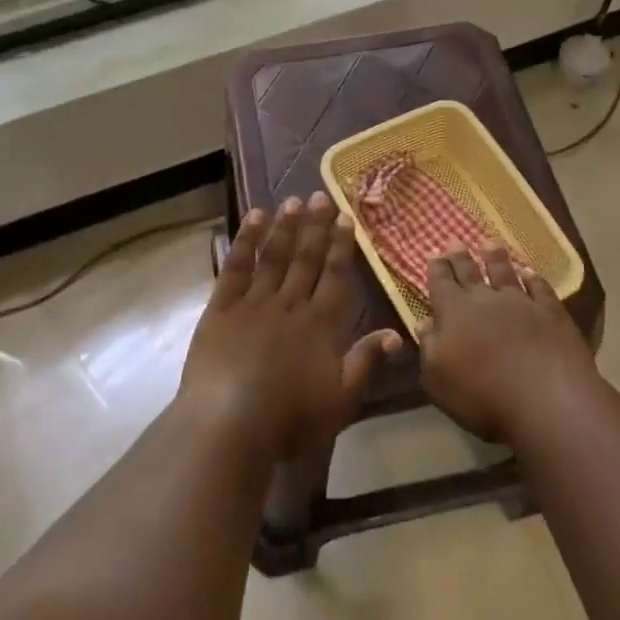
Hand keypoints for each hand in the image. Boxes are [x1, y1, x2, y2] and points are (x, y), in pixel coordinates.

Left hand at [180, 194, 401, 462]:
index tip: (346, 217)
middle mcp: (291, 304)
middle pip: (307, 258)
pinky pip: (237, 266)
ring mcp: (254, 302)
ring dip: (285, 226)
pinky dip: (246, 240)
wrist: (230, 424)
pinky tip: (253, 218)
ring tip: (293, 201)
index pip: (336, 275)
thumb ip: (366, 361)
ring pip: (275, 256)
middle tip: (321, 195)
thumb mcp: (340, 400)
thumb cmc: (290, 419)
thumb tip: (397, 334)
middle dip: (316, 226)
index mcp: (321, 324)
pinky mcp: (222, 307)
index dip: (342, 245)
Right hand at [418, 246, 597, 442]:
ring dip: (496, 258)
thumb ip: (429, 347)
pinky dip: (533, 278)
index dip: (436, 268)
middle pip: (470, 272)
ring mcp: (521, 303)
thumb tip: (423, 322)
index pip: (440, 282)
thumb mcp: (438, 379)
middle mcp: (485, 299)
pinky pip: (539, 288)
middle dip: (460, 256)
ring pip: (505, 273)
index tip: (433, 255)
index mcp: (454, 312)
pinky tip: (530, 273)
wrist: (546, 400)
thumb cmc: (482, 396)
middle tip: (455, 241)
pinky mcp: (551, 313)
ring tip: (490, 244)